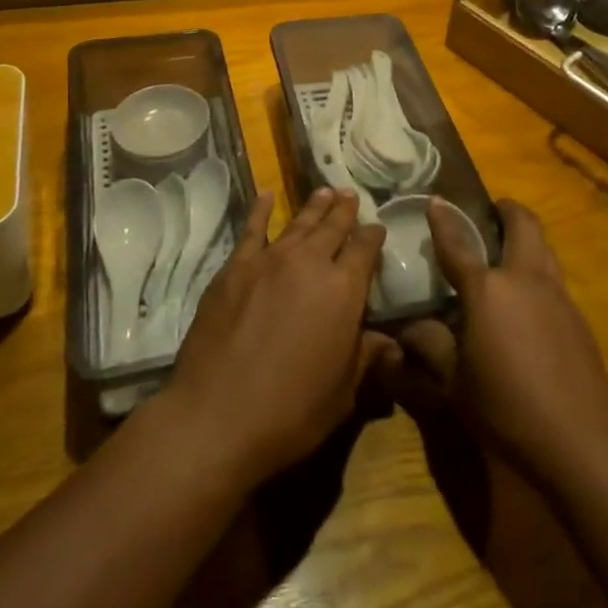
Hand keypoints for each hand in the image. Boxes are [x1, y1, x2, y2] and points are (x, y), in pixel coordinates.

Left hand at [165, 188, 398, 486]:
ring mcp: (269, 260)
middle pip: (333, 227)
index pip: (365, 250)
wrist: (217, 416)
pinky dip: (260, 210)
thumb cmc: (291, 412)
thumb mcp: (342, 393)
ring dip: (315, 206)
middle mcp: (310, 263)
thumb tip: (389, 342)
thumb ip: (365, 358)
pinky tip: (266, 196)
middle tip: (351, 196)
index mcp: (344, 290)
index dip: (373, 236)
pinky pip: (251, 229)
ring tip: (325, 191)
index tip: (377, 228)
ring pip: (299, 223)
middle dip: (345, 210)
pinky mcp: (235, 267)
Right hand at [392, 199, 607, 491]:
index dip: (444, 220)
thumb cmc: (506, 411)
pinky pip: (555, 278)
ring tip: (508, 250)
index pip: (458, 244)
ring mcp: (558, 296)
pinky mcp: (579, 318)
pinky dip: (539, 272)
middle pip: (523, 224)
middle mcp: (525, 280)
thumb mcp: (454, 384)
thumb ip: (430, 347)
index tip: (436, 200)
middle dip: (507, 210)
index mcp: (488, 291)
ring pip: (545, 247)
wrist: (581, 445)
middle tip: (491, 212)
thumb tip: (406, 328)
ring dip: (527, 237)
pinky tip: (528, 301)